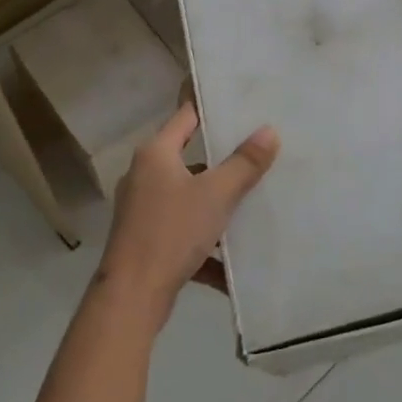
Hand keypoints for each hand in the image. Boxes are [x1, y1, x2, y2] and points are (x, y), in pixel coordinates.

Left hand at [97, 103, 278, 330]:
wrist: (131, 298)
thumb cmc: (172, 232)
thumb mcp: (216, 195)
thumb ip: (244, 163)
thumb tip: (269, 130)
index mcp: (156, 154)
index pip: (186, 116)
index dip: (211, 108)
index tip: (240, 104)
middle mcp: (144, 174)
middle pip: (189, 157)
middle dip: (221, 160)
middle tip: (257, 152)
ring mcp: (142, 209)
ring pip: (188, 196)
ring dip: (215, 203)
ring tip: (251, 204)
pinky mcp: (145, 239)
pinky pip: (182, 230)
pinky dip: (205, 242)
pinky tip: (231, 261)